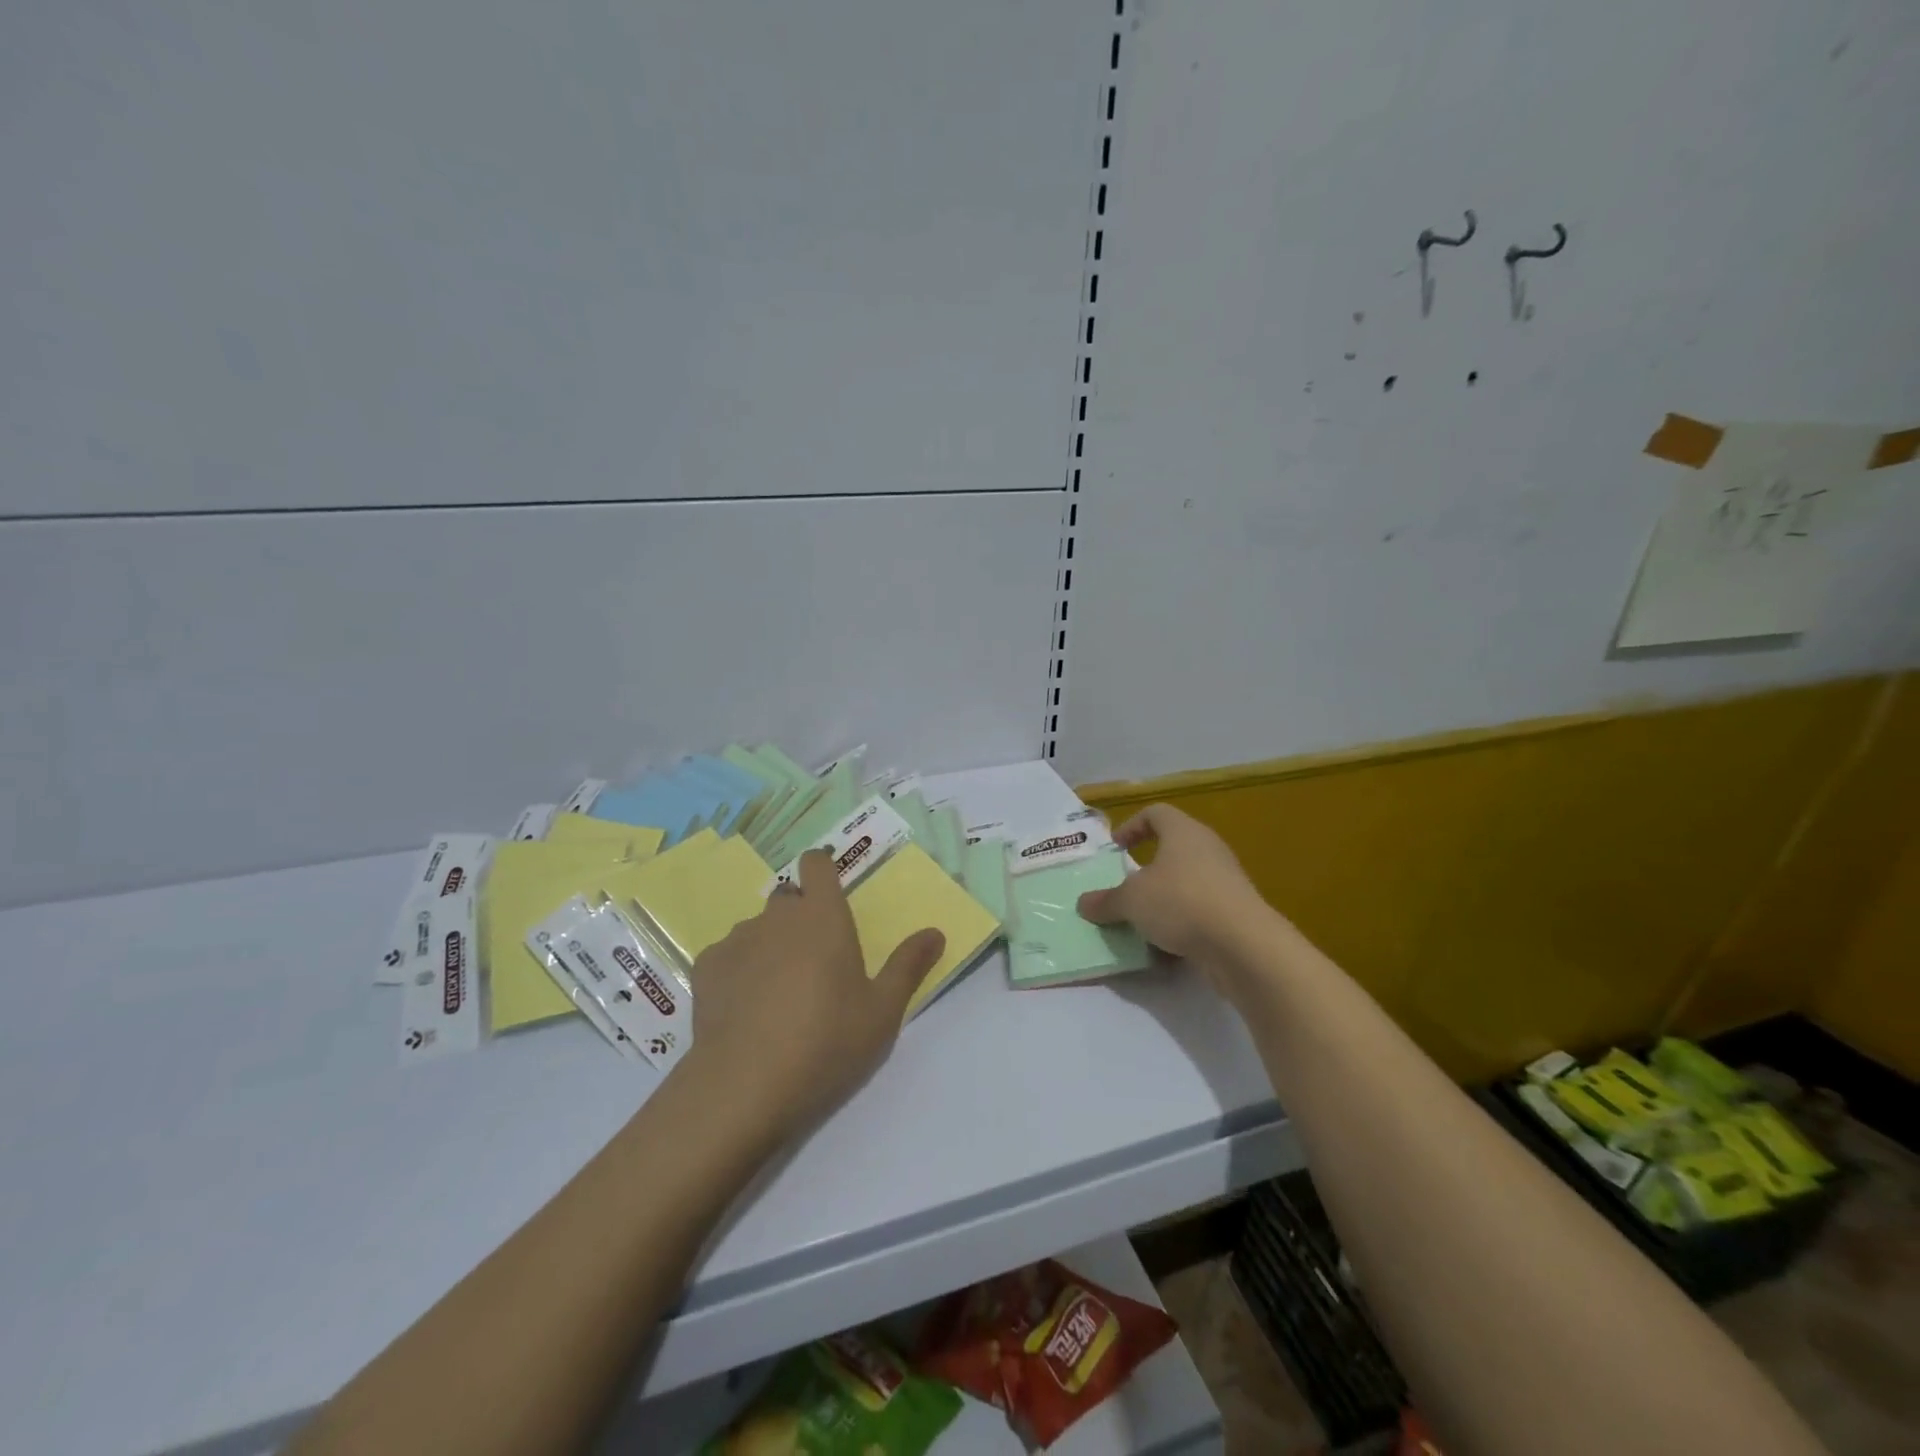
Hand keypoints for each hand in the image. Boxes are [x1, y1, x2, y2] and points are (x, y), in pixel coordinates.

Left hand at [682, 849, 944, 1143]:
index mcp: (823, 916)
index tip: (832, 894)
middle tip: (817, 961)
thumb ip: (909, 966)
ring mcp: (737, 940)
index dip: (823, 870)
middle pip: (788, 897)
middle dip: (801, 917)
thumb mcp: (882, 1011)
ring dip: (770, 945)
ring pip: (758, 928)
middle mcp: (777, 916)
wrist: (743, 1087)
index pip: (816, 863)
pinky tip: (746, 1009)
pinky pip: (729, 955)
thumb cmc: (826, 1042)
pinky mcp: (706, 969)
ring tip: (779, 993)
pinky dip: (740, 970)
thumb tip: (935, 932)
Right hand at [1076, 804, 1272, 988]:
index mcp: (1183, 832)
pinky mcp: (1237, 912)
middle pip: (1173, 849)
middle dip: (1146, 870)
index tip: (1115, 849)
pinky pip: (1201, 911)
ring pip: (1186, 882)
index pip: (1156, 813)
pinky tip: (1166, 947)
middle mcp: (1208, 849)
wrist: (1243, 945)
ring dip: (1163, 900)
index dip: (1132, 827)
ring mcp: (1226, 881)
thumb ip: (1105, 901)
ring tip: (1142, 922)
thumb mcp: (1130, 901)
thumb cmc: (1181, 903)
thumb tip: (1084, 903)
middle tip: (1125, 888)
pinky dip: (1182, 924)